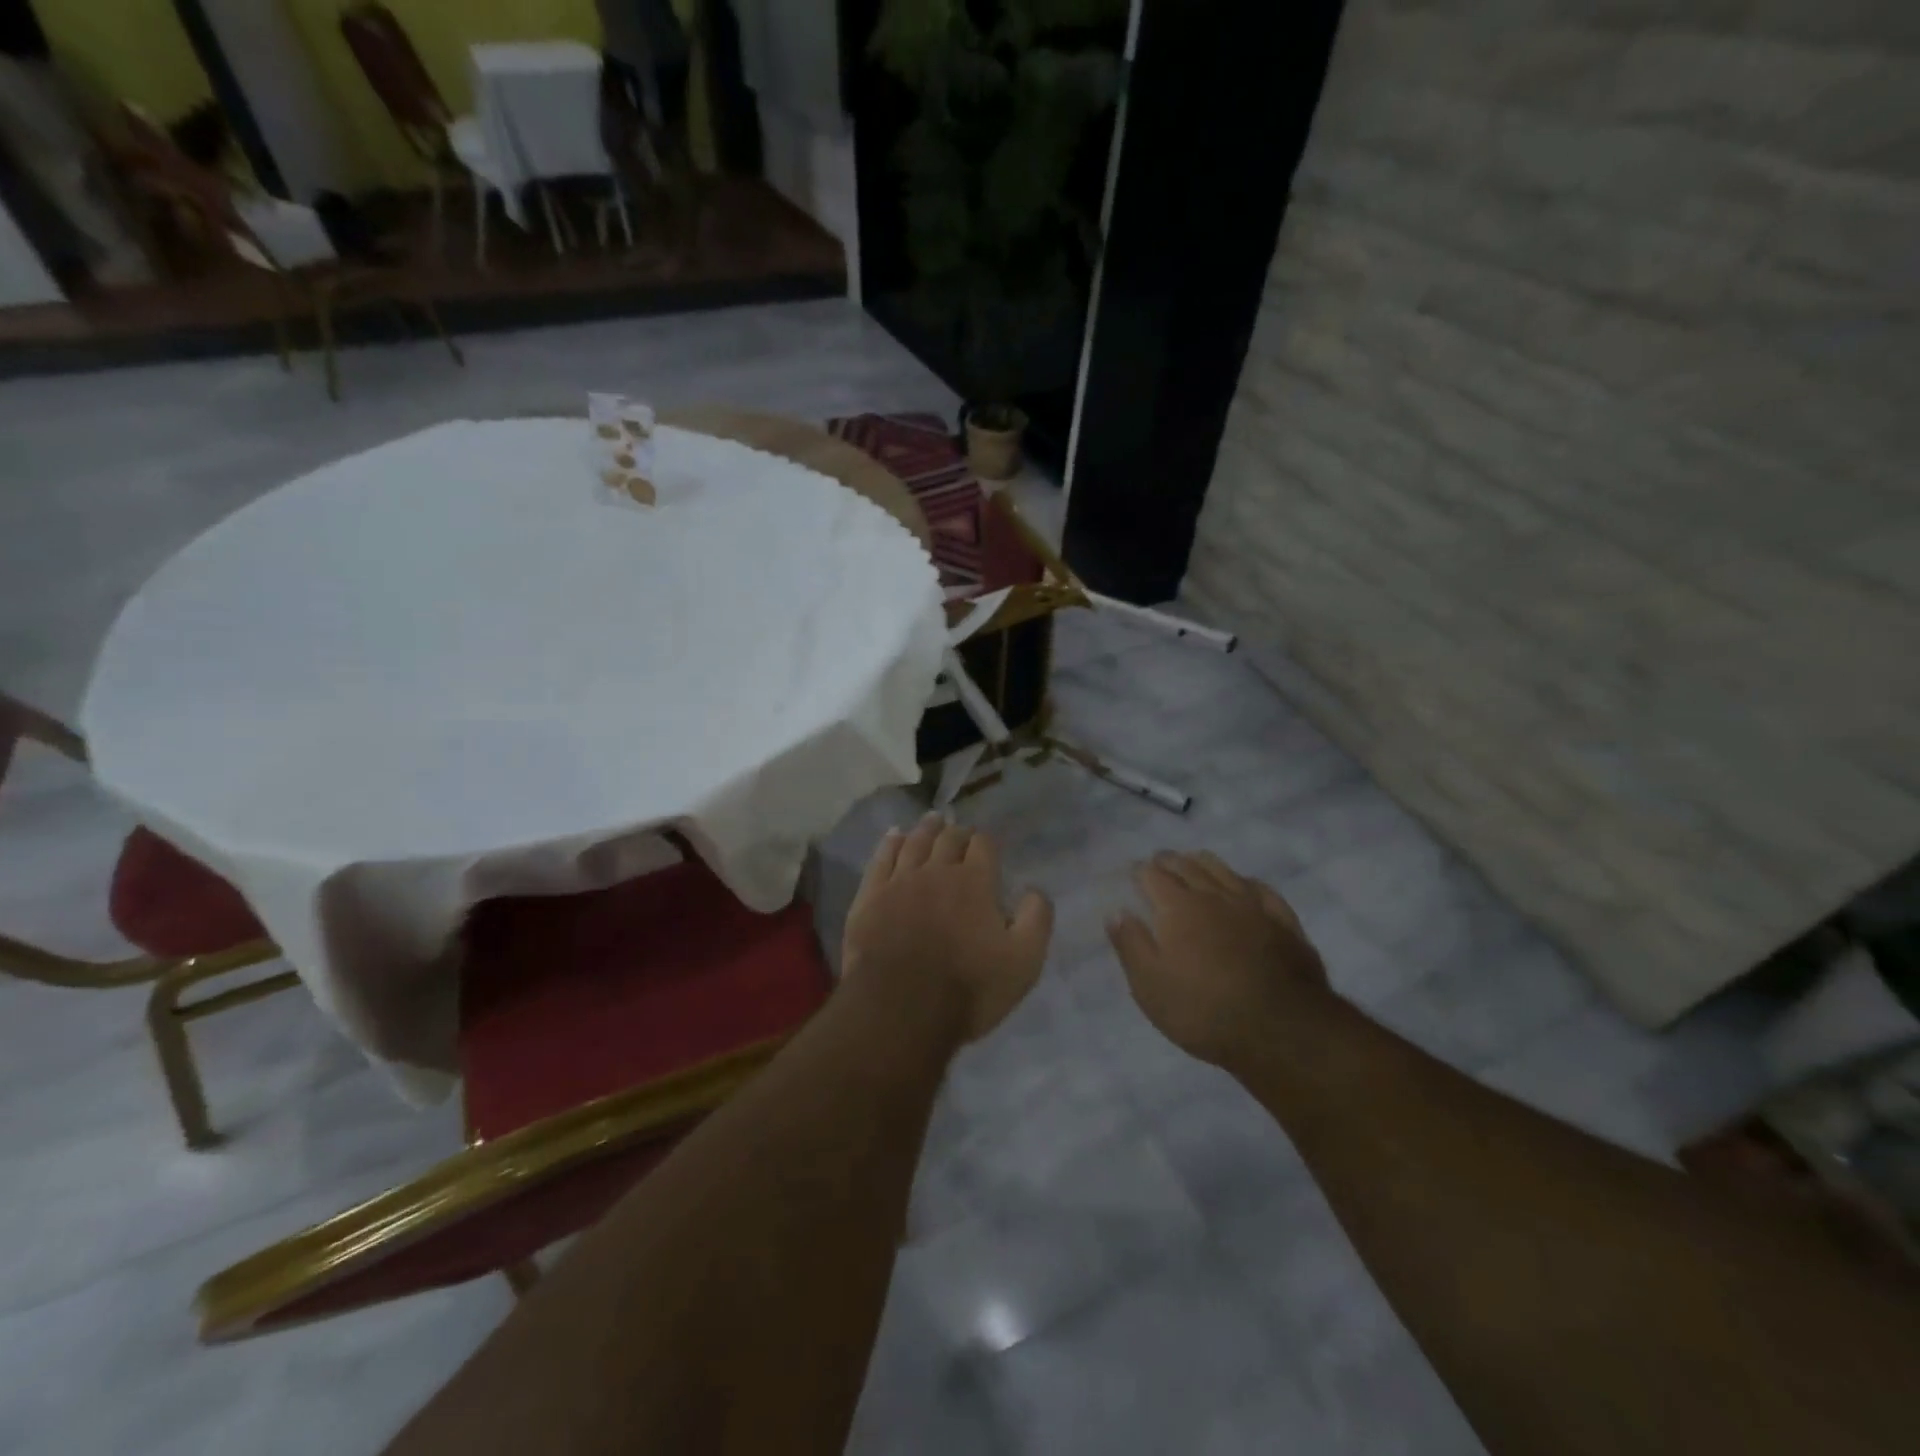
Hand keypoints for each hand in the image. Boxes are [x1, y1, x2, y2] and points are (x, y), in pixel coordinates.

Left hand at [842, 814, 1053, 1042]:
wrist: (899, 1009)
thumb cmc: (968, 988)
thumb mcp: (1023, 961)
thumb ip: (1036, 919)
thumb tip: (1035, 889)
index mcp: (975, 882)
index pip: (983, 846)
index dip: (986, 843)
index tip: (987, 846)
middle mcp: (937, 870)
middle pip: (948, 838)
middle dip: (957, 832)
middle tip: (959, 830)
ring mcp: (899, 881)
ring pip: (914, 842)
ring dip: (926, 829)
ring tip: (932, 820)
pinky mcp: (870, 896)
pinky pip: (880, 859)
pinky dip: (889, 843)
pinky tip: (893, 836)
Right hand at [1107, 851, 1333, 1067]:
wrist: (1282, 1030)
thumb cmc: (1204, 1011)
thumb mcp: (1150, 986)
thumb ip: (1131, 944)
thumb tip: (1116, 912)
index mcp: (1178, 907)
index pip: (1153, 875)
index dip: (1140, 871)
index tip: (1133, 872)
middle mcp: (1214, 895)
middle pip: (1187, 866)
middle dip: (1169, 861)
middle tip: (1159, 861)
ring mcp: (1253, 906)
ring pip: (1224, 870)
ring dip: (1203, 862)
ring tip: (1194, 861)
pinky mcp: (1284, 922)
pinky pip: (1261, 889)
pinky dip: (1245, 882)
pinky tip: (1244, 885)